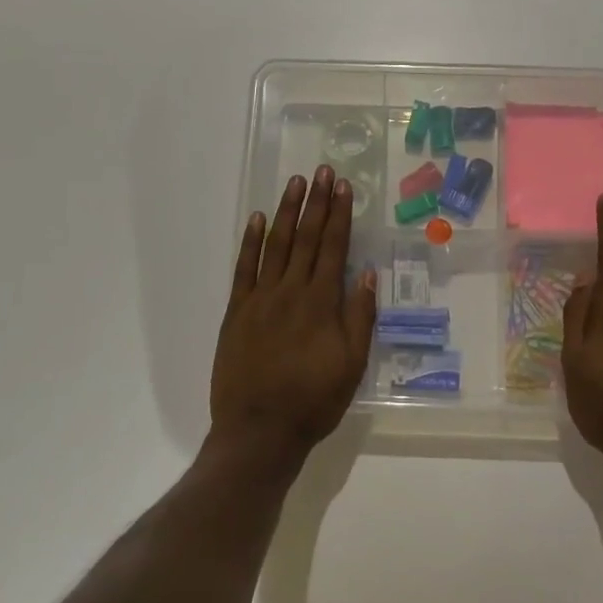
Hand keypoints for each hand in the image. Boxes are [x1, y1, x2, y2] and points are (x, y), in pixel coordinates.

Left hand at [210, 165, 377, 467]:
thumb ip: (359, 317)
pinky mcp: (236, 311)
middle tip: (323, 171)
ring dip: (288, 212)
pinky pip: (243, 268)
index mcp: (321, 303)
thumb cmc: (313, 401)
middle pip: (307, 238)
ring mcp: (260, 298)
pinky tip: (258, 219)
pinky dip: (250, 241)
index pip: (334, 248)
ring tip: (296, 183)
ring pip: (276, 245)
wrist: (259, 431)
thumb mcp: (352, 364)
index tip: (344, 187)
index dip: (340, 215)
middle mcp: (291, 291)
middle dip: (317, 202)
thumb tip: (366, 274)